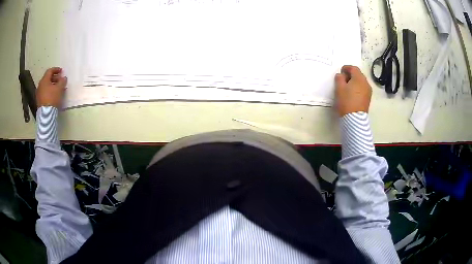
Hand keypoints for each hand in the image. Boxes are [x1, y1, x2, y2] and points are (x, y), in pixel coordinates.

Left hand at [36, 67, 66, 107]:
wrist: (46, 114)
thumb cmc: (52, 98)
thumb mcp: (59, 88)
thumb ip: (62, 81)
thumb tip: (63, 78)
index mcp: (44, 80)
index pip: (50, 71)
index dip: (56, 69)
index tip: (61, 71)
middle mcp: (40, 85)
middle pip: (47, 78)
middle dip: (54, 78)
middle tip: (60, 80)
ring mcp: (38, 93)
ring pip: (46, 86)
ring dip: (52, 85)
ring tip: (57, 88)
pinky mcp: (39, 101)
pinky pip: (44, 92)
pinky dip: (49, 91)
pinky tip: (53, 95)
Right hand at [335, 65, 371, 116]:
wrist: (355, 119)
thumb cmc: (346, 101)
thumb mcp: (339, 88)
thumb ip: (339, 78)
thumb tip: (341, 75)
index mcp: (359, 78)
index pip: (353, 68)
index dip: (346, 68)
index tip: (341, 71)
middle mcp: (366, 83)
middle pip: (358, 74)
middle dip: (351, 75)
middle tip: (343, 79)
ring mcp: (368, 91)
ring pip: (361, 82)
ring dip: (355, 81)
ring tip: (348, 87)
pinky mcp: (368, 98)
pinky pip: (363, 88)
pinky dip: (358, 87)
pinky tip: (352, 93)